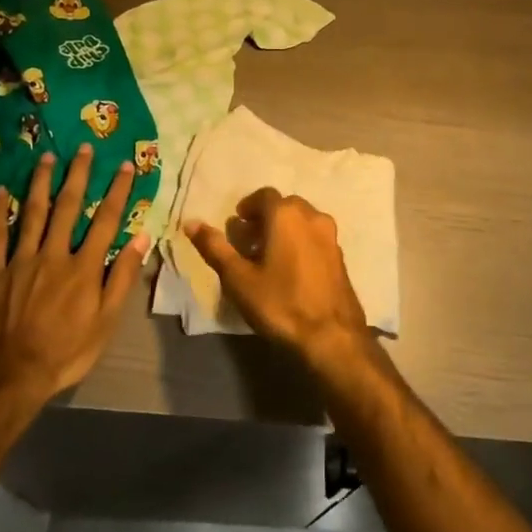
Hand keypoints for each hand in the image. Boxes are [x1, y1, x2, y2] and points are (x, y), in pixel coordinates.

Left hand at [0, 144, 147, 408]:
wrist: (10, 376)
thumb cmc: (66, 352)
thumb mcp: (106, 322)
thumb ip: (122, 278)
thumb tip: (141, 237)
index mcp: (84, 267)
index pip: (106, 220)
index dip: (117, 191)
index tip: (125, 165)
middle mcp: (54, 254)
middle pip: (68, 206)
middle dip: (78, 175)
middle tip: (84, 148)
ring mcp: (21, 260)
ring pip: (32, 213)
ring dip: (40, 182)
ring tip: (47, 157)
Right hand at [186, 188, 371, 375]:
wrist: (331, 336)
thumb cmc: (280, 303)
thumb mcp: (238, 278)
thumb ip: (215, 247)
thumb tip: (191, 223)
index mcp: (286, 215)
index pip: (264, 195)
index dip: (248, 207)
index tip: (237, 225)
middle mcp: (312, 216)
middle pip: (285, 206)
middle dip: (266, 218)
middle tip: (249, 241)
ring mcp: (331, 236)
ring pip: (303, 221)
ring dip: (284, 229)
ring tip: (268, 256)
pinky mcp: (340, 256)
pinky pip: (315, 237)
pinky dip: (300, 242)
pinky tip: (291, 269)